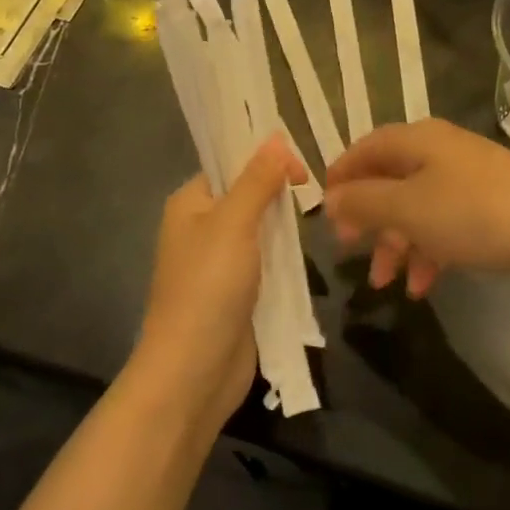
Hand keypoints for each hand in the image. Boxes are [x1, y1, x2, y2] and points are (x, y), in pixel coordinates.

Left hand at [133, 136, 304, 433]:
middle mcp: (202, 227)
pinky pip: (267, 260)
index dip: (264, 158)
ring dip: (286, 226)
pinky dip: (286, 256)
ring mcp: (221, 262)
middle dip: (280, 192)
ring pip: (261, 228)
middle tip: (316, 193)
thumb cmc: (208, 288)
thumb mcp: (234, 223)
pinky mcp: (239, 291)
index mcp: (190, 203)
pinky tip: (308, 252)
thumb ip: (257, 179)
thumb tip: (275, 136)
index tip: (301, 169)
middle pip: (249, 194)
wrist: (193, 373)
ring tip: (318, 219)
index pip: (230, 163)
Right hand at [324, 119, 509, 299]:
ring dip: (396, 243)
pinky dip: (428, 251)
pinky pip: (445, 226)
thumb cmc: (475, 214)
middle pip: (390, 179)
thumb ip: (364, 202)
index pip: (365, 147)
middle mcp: (441, 152)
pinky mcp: (489, 209)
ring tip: (386, 283)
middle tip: (349, 252)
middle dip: (368, 218)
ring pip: (416, 208)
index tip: (322, 213)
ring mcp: (468, 180)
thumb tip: (331, 198)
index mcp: (418, 139)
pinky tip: (422, 285)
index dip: (341, 176)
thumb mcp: (408, 208)